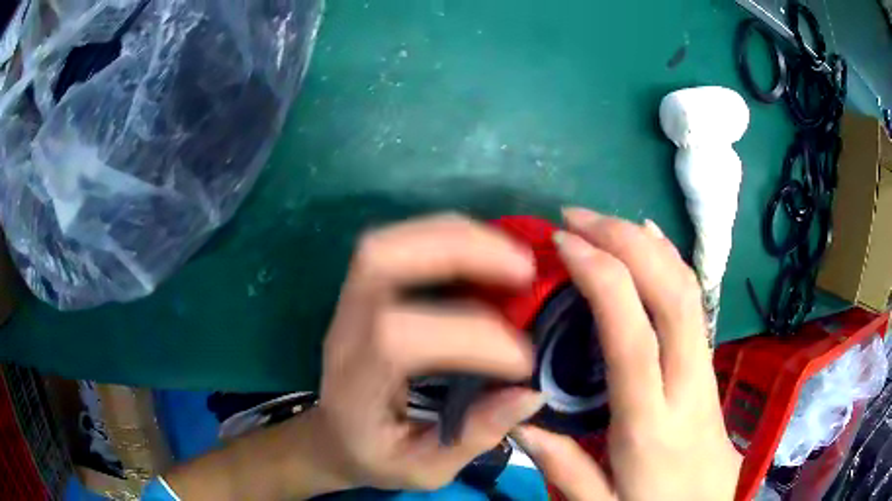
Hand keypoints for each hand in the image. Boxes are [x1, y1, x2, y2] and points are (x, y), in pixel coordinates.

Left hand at [311, 214, 546, 491]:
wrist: (333, 437)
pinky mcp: (365, 292)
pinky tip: (486, 252)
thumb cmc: (375, 457)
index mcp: (354, 387)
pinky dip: (449, 237)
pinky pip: (400, 244)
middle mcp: (345, 332)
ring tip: (513, 257)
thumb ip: (474, 436)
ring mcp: (350, 304)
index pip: (397, 340)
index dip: (469, 339)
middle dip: (457, 252)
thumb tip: (530, 393)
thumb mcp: (424, 470)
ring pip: (388, 242)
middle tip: (522, 270)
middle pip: (379, 261)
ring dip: (457, 237)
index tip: (522, 363)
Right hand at [513, 208, 741, 500]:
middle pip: (672, 297)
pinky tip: (654, 244)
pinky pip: (696, 308)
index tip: (565, 244)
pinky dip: (674, 266)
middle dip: (627, 243)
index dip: (602, 279)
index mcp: (650, 427)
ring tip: (606, 222)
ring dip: (648, 246)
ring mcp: (706, 376)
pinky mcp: (711, 373)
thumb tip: (518, 421)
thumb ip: (563, 468)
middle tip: (578, 218)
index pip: (632, 337)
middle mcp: (686, 389)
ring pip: (690, 294)